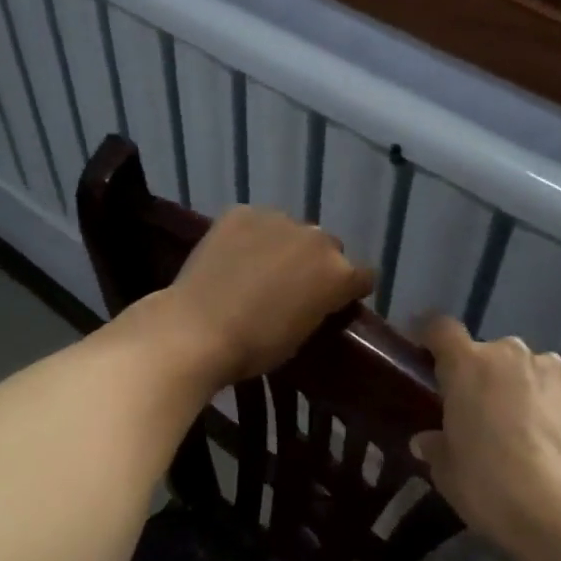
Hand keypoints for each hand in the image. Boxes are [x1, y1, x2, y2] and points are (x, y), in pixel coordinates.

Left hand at [160, 206, 373, 386]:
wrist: (197, 329)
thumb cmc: (255, 347)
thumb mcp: (302, 336)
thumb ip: (318, 307)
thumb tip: (314, 298)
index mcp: (339, 273)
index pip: (363, 275)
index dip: (350, 289)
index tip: (335, 301)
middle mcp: (316, 239)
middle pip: (328, 247)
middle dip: (316, 263)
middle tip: (291, 285)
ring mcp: (278, 220)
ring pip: (291, 230)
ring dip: (282, 245)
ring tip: (256, 268)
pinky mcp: (242, 212)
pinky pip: (255, 222)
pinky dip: (249, 235)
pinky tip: (231, 256)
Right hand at [411, 316, 560, 559]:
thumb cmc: (489, 486)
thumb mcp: (447, 472)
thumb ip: (435, 446)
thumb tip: (426, 440)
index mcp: (466, 364)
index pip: (441, 328)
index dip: (432, 337)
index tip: (429, 355)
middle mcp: (509, 353)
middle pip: (490, 352)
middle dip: (486, 375)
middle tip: (485, 413)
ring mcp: (552, 366)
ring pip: (530, 368)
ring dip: (524, 387)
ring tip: (529, 427)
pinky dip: (560, 402)